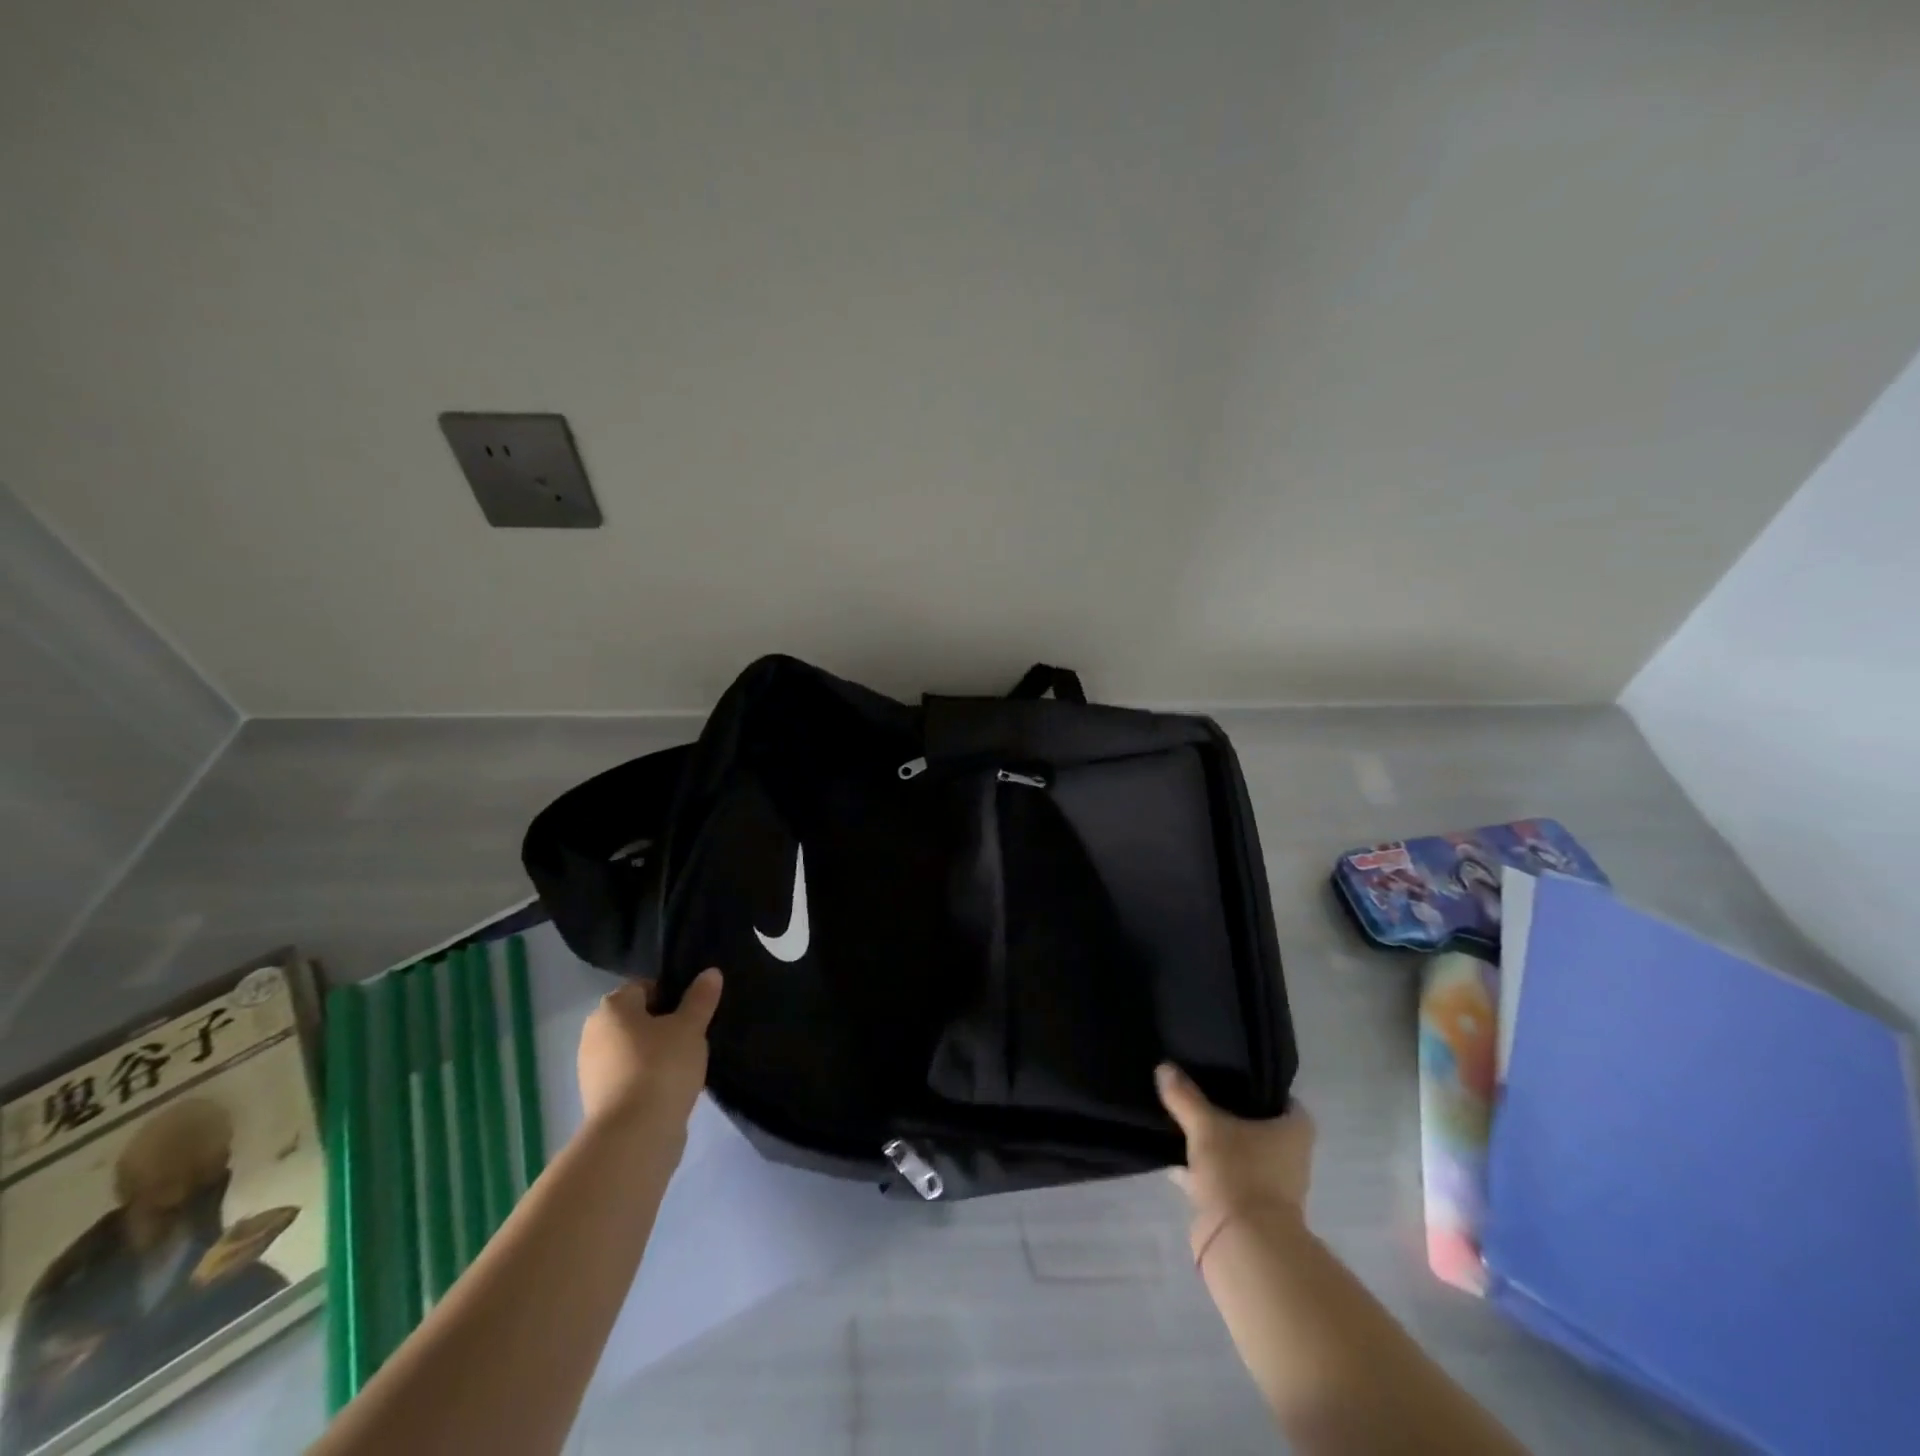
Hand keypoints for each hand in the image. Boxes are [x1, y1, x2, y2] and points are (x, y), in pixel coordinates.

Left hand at [577, 969, 722, 1135]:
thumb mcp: (690, 1027)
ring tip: (686, 1064)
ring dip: (656, 1053)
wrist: (634, 1135)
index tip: (695, 1010)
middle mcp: (594, 1033)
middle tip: (694, 1036)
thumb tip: (711, 972)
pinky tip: (672, 1087)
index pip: (644, 986)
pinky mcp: (599, 1100)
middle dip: (664, 1024)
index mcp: (611, 1008)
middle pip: (637, 1018)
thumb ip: (701, 998)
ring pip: (633, 1049)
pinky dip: (648, 1077)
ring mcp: (592, 1069)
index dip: (672, 993)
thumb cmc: (661, 1066)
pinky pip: (629, 1076)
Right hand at [1156, 1063, 1314, 1252]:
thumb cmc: (1238, 1172)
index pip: (1281, 1098)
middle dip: (1232, 1114)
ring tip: (1182, 1121)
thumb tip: (1164, 1067)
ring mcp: (1271, 1186)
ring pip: (1240, 1153)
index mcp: (1294, 1131)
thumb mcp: (1205, 1126)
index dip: (1257, 1085)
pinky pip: (1225, 1178)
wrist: (1243, 1245)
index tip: (1230, 1073)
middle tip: (1200, 1091)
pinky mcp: (1249, 1209)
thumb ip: (1185, 1097)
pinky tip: (1175, 1161)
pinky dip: (1205, 1171)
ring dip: (1216, 1144)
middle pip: (1259, 1126)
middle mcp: (1290, 1157)